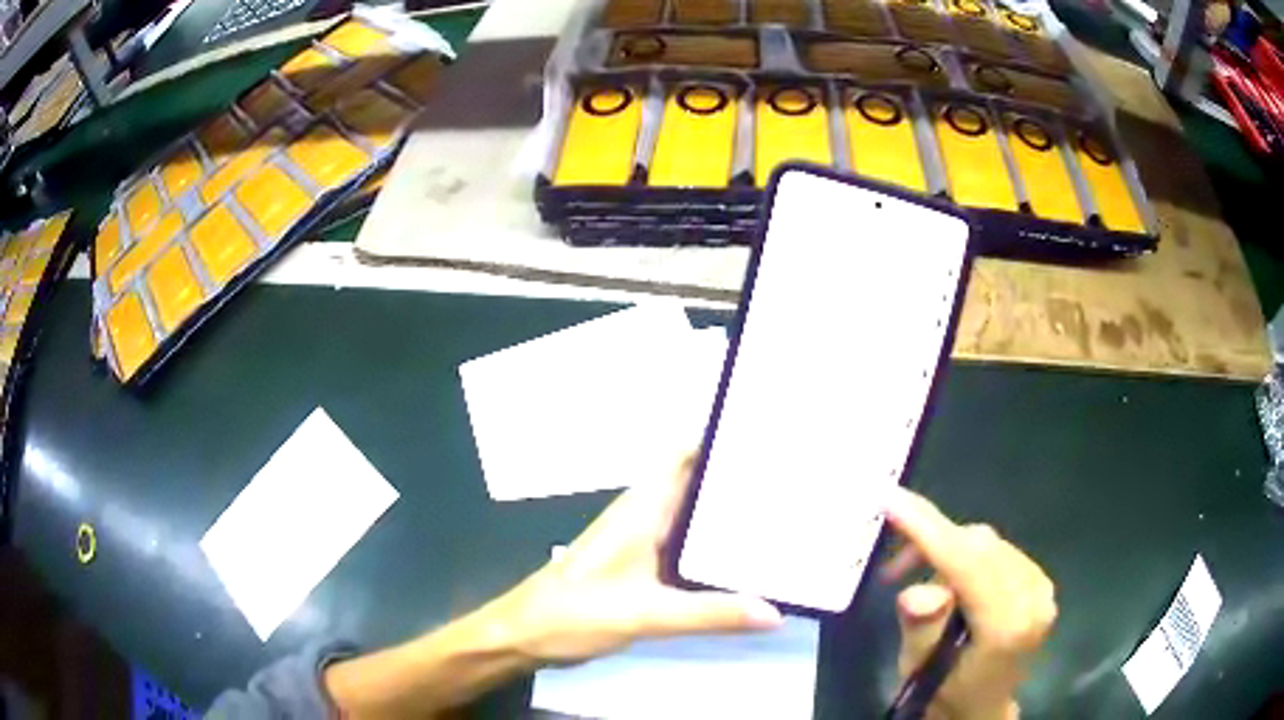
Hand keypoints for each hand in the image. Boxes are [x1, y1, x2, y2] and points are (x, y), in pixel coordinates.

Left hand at [487, 456, 782, 663]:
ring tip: (782, 519)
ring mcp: (641, 543)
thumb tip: (776, 612)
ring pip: (692, 518)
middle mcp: (644, 516)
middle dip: (739, 482)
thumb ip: (711, 613)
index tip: (772, 439)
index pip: (686, 454)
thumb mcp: (647, 614)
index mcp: (643, 507)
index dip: (724, 440)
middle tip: (793, 483)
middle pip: (697, 485)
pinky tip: (743, 565)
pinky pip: (685, 549)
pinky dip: (713, 550)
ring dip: (727, 517)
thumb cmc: (575, 613)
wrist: (525, 635)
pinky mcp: (639, 569)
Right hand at [882, 488, 1057, 719]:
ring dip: (948, 550)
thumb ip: (921, 628)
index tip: (892, 499)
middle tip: (894, 564)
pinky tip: (951, 580)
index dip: (929, 531)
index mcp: (1006, 627)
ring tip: (920, 577)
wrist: (980, 709)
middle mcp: (1033, 600)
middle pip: (980, 546)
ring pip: (988, 544)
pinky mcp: (1040, 582)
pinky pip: (998, 551)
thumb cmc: (944, 695)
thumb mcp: (920, 670)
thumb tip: (917, 590)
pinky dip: (967, 556)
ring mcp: (1042, 588)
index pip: (968, 565)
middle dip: (934, 542)